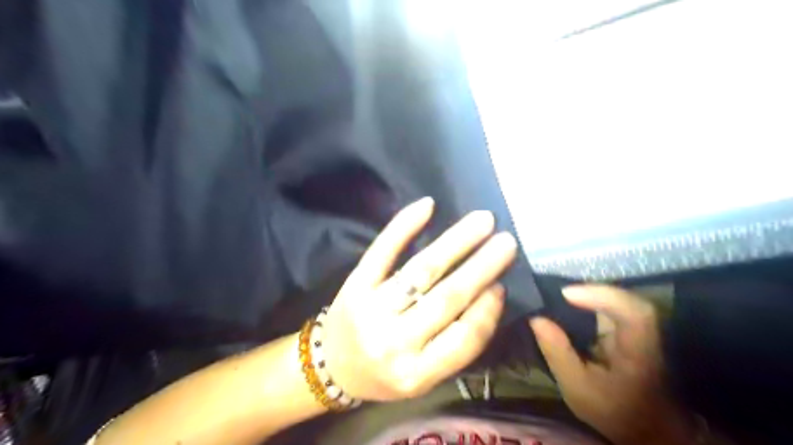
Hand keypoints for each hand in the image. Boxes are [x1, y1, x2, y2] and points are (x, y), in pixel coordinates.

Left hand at [318, 196, 517, 399]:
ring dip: (455, 242)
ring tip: (481, 222)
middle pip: (446, 298)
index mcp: (415, 374)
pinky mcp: (355, 285)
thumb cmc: (384, 372)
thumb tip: (489, 295)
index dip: (487, 310)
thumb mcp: (422, 377)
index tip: (501, 284)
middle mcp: (393, 343)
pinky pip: (382, 251)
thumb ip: (454, 346)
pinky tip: (427, 206)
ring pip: (421, 271)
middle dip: (481, 267)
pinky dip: (404, 226)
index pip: (463, 338)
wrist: (333, 366)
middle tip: (506, 241)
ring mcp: (371, 309)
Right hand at [529, 285, 694, 443]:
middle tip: (552, 292)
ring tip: (555, 295)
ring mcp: (638, 328)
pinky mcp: (628, 327)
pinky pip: (609, 305)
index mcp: (639, 351)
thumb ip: (558, 353)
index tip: (565, 293)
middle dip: (587, 290)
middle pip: (623, 298)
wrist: (645, 426)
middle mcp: (644, 333)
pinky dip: (587, 300)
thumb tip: (536, 318)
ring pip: (616, 298)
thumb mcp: (577, 388)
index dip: (602, 296)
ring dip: (586, 293)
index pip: (634, 314)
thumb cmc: (613, 411)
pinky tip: (567, 304)